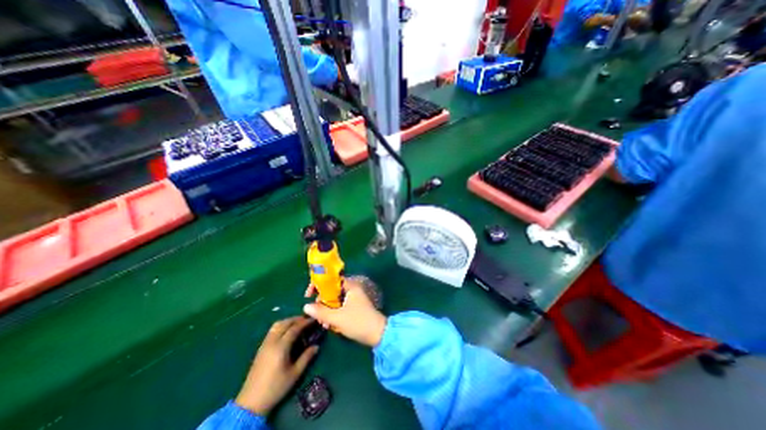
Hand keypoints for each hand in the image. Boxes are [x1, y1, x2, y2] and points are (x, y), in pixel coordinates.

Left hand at [234, 316, 316, 415]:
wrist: (250, 403)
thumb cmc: (275, 388)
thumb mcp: (295, 374)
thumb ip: (306, 357)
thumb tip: (316, 346)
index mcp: (281, 347)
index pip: (294, 328)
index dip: (305, 322)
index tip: (314, 319)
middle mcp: (272, 342)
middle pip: (285, 323)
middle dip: (297, 319)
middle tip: (307, 320)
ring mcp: (265, 344)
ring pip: (277, 325)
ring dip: (288, 321)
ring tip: (298, 324)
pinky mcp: (261, 349)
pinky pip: (272, 331)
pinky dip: (282, 326)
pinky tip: (287, 332)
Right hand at [302, 279, 386, 345]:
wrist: (378, 334)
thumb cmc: (358, 322)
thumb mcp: (337, 318)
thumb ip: (321, 311)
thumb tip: (305, 306)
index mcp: (350, 286)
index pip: (331, 280)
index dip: (319, 285)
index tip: (308, 294)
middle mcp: (352, 290)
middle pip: (331, 291)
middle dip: (321, 302)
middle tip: (315, 313)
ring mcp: (353, 299)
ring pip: (334, 300)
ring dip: (326, 310)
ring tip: (323, 323)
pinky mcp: (353, 308)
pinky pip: (339, 307)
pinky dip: (333, 314)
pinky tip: (329, 325)